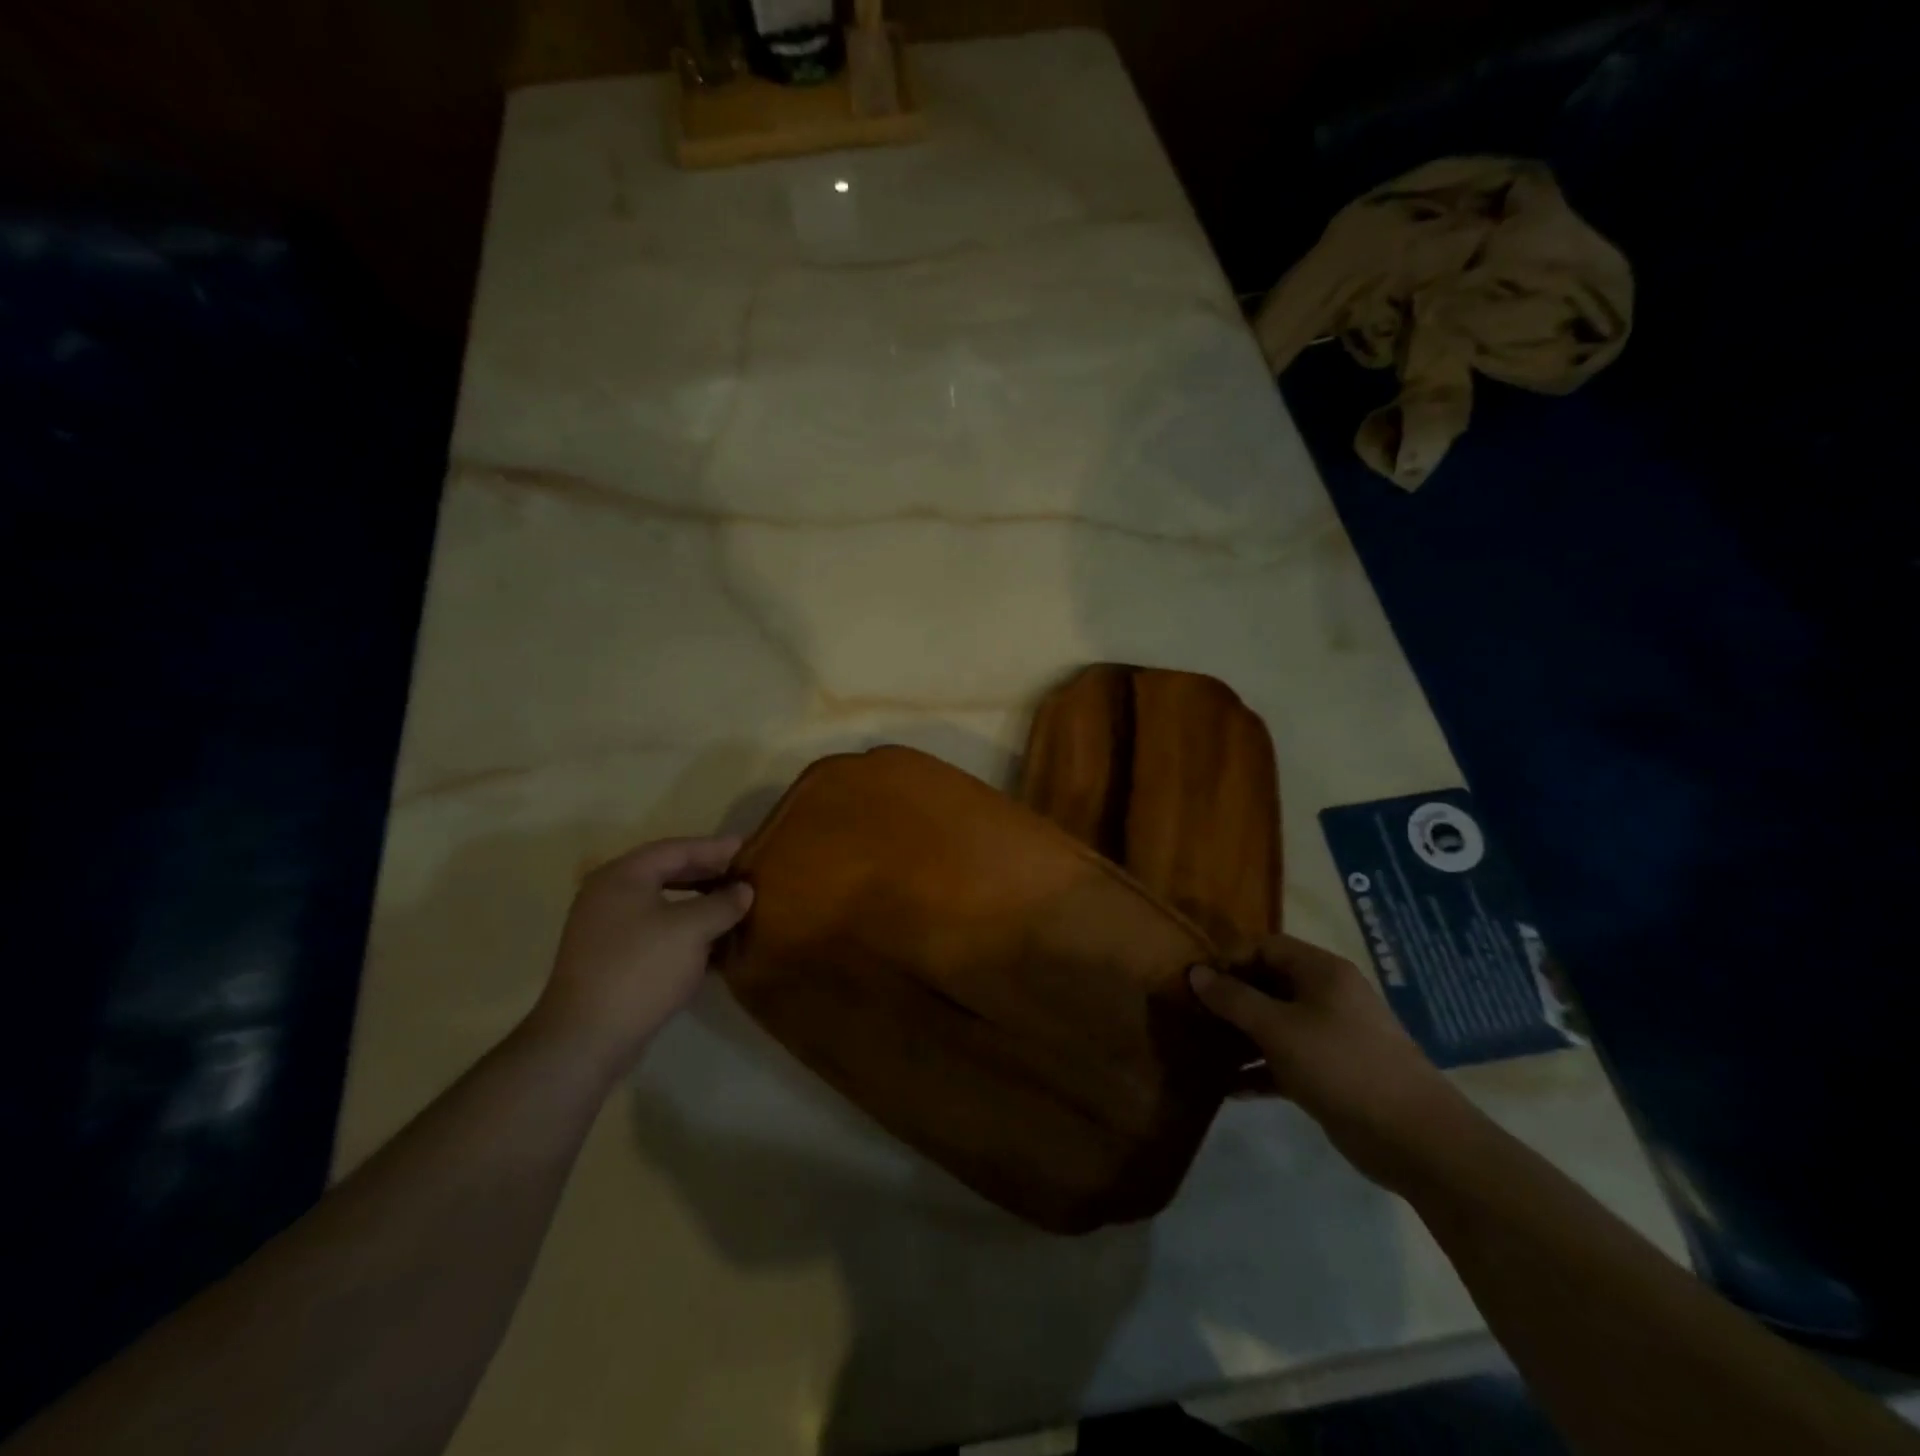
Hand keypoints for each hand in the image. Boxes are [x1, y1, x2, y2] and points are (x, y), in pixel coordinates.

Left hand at [533, 836, 752, 1072]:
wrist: (586, 1037)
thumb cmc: (641, 969)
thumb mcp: (692, 930)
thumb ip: (722, 903)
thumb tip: (743, 890)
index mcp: (622, 876)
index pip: (676, 849)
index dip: (714, 847)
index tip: (746, 847)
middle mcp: (608, 894)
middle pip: (666, 872)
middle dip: (706, 873)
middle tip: (741, 874)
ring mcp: (605, 928)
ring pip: (661, 903)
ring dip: (697, 903)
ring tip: (731, 906)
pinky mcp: (609, 958)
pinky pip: (654, 930)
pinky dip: (683, 929)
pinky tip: (710, 942)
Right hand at [1190, 934, 1473, 1190]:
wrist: (1415, 1139)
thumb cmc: (1342, 1065)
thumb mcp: (1278, 1028)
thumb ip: (1234, 999)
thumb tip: (1195, 972)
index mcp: (1322, 972)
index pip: (1266, 946)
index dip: (1230, 958)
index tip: (1198, 982)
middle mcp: (1327, 996)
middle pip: (1269, 983)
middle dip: (1231, 998)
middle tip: (1193, 1015)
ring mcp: (1331, 1036)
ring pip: (1275, 1024)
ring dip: (1241, 1036)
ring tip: (1202, 1049)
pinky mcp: (1331, 1073)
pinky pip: (1285, 1060)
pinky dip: (1259, 1069)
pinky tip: (1229, 1087)